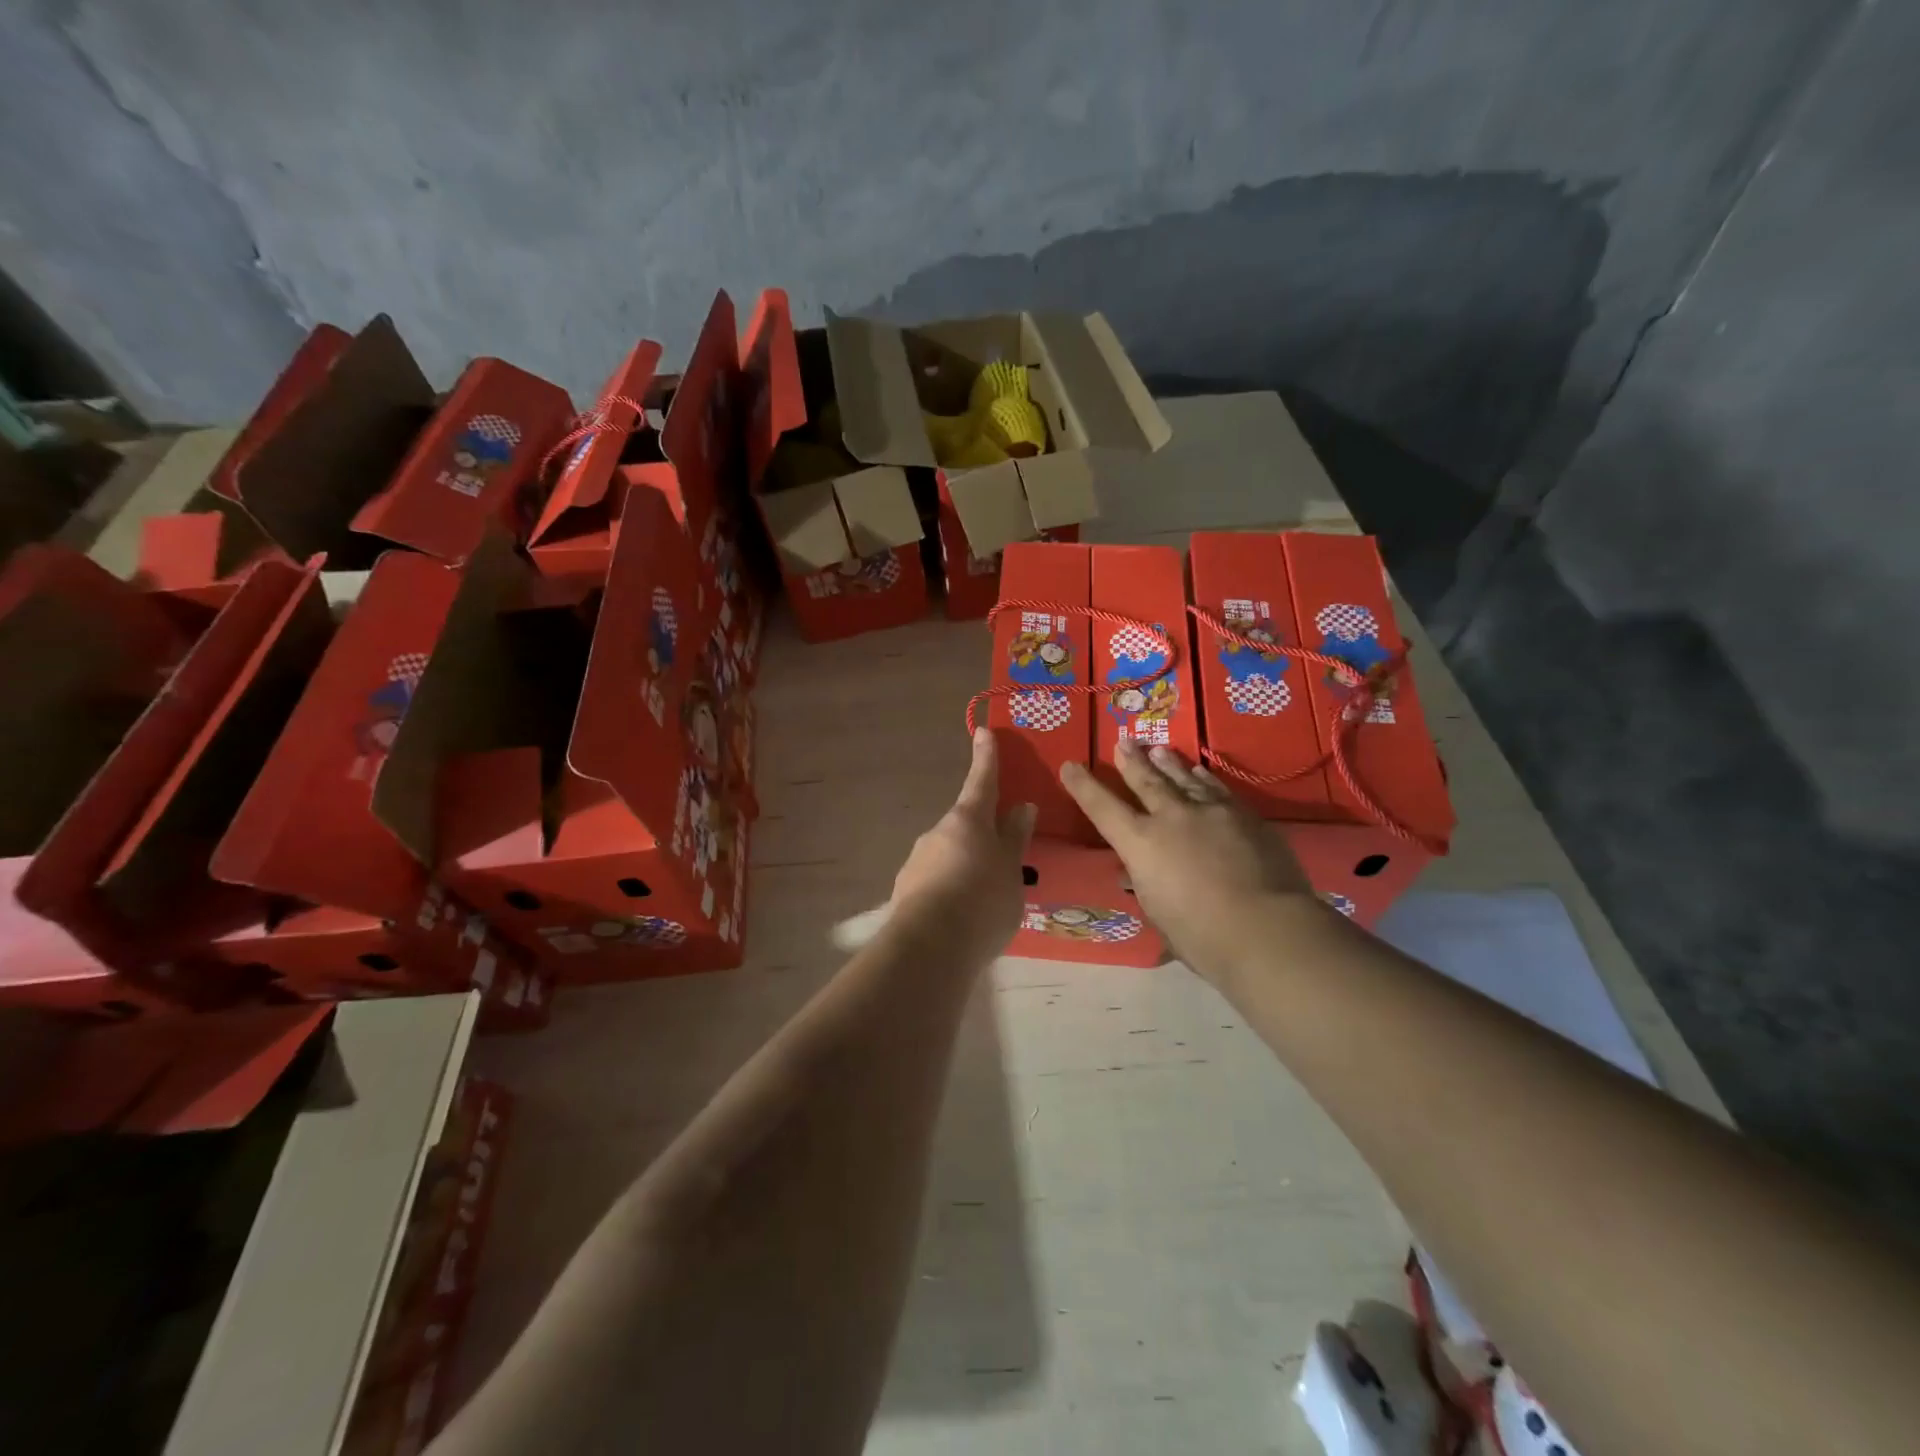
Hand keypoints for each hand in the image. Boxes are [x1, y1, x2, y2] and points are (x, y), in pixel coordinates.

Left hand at [890, 729, 1037, 960]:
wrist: (930, 947)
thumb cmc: (982, 900)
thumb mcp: (1011, 870)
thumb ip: (1014, 839)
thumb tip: (1021, 808)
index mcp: (967, 820)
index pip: (981, 781)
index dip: (986, 758)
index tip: (983, 732)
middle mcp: (937, 833)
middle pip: (964, 825)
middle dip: (981, 836)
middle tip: (1002, 862)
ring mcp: (917, 861)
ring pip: (949, 856)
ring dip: (966, 869)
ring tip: (986, 902)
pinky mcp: (905, 891)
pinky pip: (935, 883)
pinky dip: (950, 892)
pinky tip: (962, 919)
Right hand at [1060, 741, 1321, 983]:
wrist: (1266, 928)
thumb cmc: (1202, 936)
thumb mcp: (1159, 914)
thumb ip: (1147, 886)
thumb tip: (1137, 873)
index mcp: (1140, 844)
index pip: (1102, 807)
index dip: (1083, 786)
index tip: (1070, 766)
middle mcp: (1171, 817)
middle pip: (1146, 781)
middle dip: (1131, 761)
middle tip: (1123, 741)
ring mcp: (1210, 811)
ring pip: (1183, 778)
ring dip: (1167, 763)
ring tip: (1158, 749)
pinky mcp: (1245, 816)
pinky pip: (1216, 789)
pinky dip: (1203, 778)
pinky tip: (1199, 772)